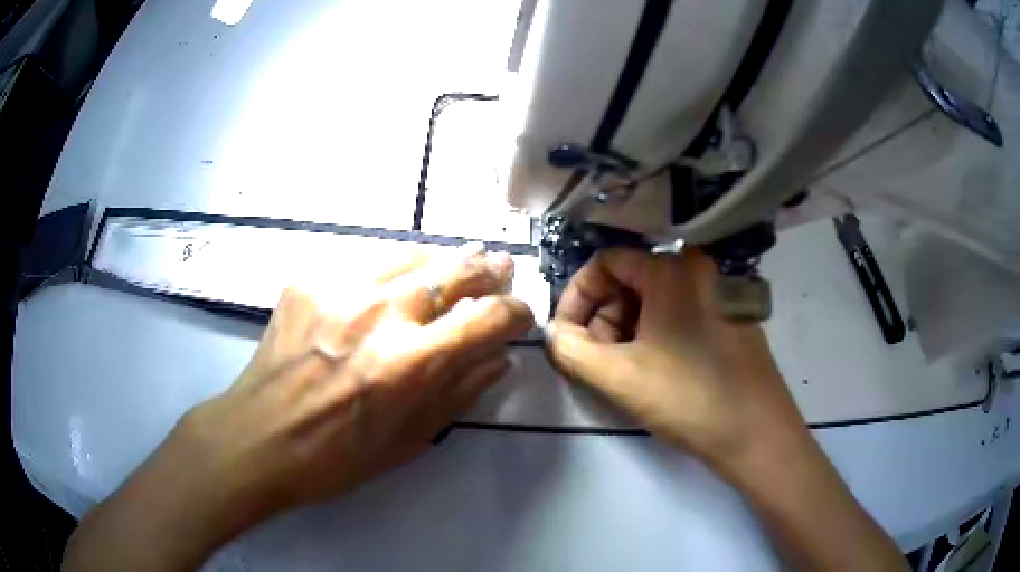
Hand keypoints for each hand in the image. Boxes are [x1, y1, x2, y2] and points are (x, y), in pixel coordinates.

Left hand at [64, 244, 534, 571]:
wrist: (256, 437)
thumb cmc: (334, 457)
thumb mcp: (407, 442)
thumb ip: (458, 394)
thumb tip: (497, 360)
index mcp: (407, 365)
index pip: (487, 319)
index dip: (515, 312)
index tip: (520, 316)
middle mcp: (378, 315)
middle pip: (454, 270)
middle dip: (489, 270)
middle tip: (501, 269)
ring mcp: (338, 288)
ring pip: (412, 254)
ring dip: (443, 260)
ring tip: (458, 265)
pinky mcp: (308, 279)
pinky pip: (364, 261)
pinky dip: (392, 269)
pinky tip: (395, 281)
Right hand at [546, 248, 805, 466]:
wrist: (757, 434)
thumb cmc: (688, 398)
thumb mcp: (618, 376)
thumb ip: (570, 349)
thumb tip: (553, 333)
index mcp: (672, 269)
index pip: (606, 263)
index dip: (577, 297)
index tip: (566, 337)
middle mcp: (699, 269)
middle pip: (631, 281)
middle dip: (602, 319)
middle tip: (595, 361)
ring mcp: (720, 292)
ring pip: (655, 300)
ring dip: (626, 331)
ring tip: (621, 372)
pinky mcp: (731, 317)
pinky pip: (680, 314)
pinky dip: (655, 335)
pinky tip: (653, 371)